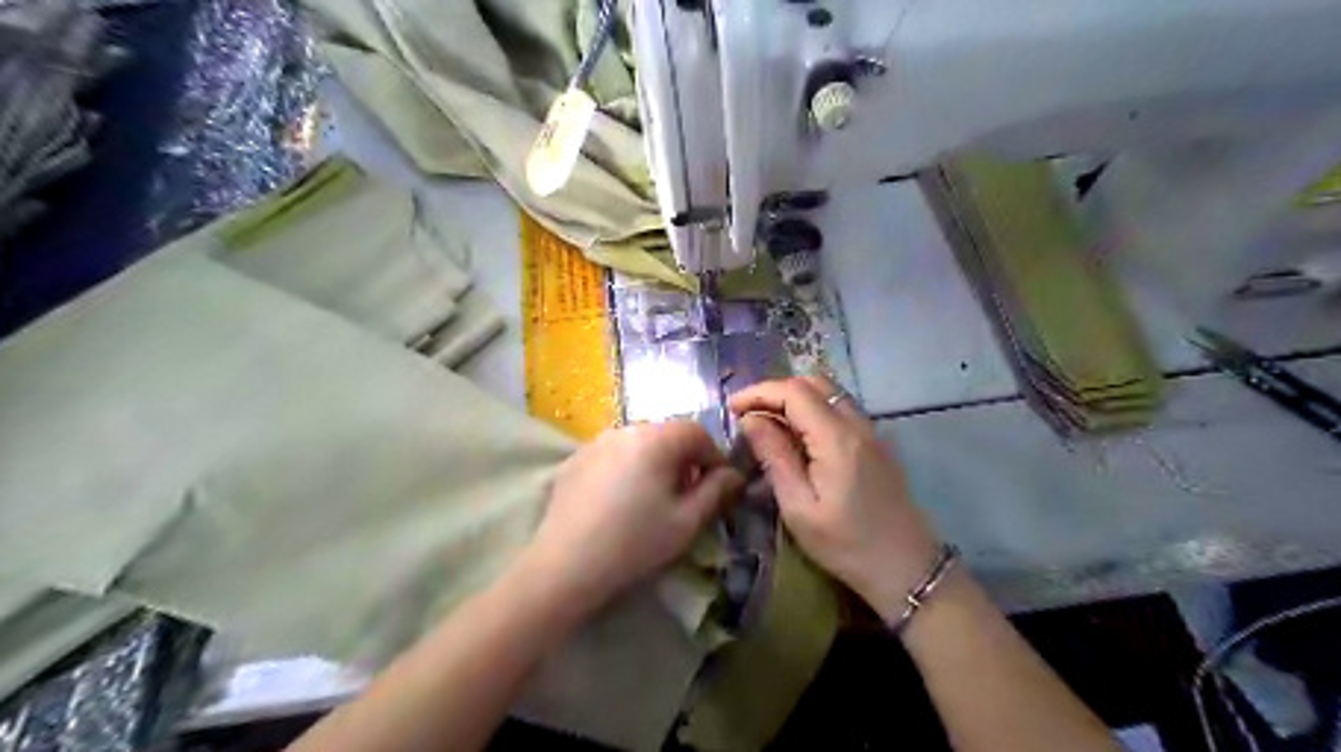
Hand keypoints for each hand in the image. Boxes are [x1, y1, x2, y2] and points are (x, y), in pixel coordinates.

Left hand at [521, 419, 742, 619]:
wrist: (564, 566)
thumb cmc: (635, 543)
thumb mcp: (686, 521)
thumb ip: (716, 492)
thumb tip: (734, 475)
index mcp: (656, 439)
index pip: (696, 432)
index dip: (714, 456)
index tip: (718, 485)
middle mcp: (624, 430)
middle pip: (666, 434)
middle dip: (684, 458)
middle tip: (688, 494)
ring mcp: (594, 443)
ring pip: (638, 443)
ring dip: (655, 462)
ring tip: (653, 498)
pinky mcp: (573, 460)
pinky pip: (612, 455)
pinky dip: (626, 468)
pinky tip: (620, 501)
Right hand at [728, 380, 933, 618]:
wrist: (906, 568)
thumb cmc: (846, 544)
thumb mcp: (799, 507)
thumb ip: (774, 457)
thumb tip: (750, 420)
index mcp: (837, 438)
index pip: (794, 392)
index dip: (759, 392)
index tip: (732, 408)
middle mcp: (857, 424)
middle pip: (813, 383)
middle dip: (775, 391)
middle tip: (748, 414)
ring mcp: (871, 431)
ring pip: (829, 393)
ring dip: (794, 397)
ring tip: (767, 422)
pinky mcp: (876, 443)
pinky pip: (840, 409)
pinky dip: (813, 409)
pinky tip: (797, 435)